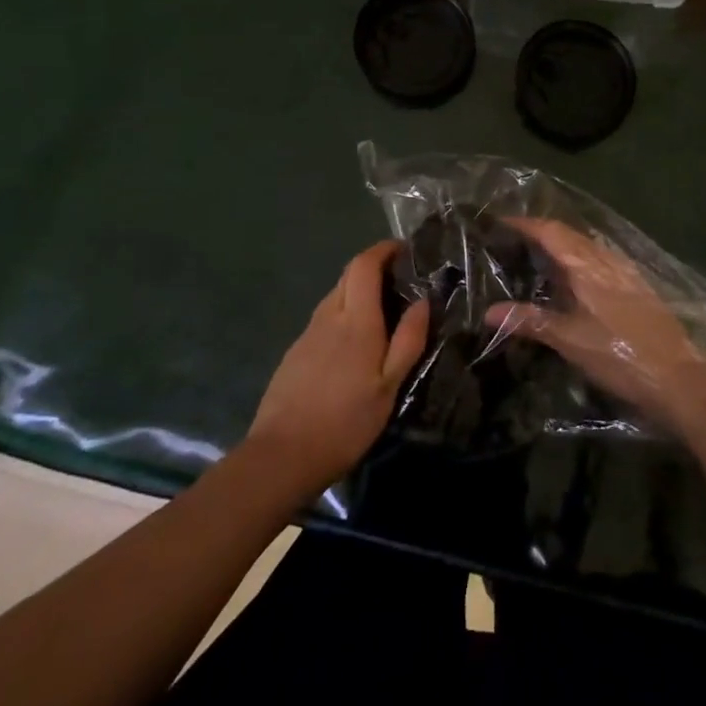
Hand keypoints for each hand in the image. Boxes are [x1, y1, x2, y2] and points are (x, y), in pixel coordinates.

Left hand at [246, 241, 430, 495]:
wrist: (282, 456)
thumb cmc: (345, 422)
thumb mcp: (389, 386)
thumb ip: (408, 340)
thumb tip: (424, 300)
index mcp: (356, 320)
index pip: (364, 265)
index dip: (383, 249)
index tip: (404, 249)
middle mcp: (329, 316)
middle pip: (348, 275)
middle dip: (373, 267)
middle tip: (399, 279)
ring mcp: (307, 334)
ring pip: (335, 296)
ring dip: (358, 291)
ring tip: (382, 312)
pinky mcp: (295, 353)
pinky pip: (325, 319)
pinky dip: (344, 315)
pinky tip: (353, 344)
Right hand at [487, 219, 705, 428]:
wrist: (678, 376)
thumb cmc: (619, 355)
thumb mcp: (569, 340)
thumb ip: (529, 321)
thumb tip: (488, 311)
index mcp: (587, 265)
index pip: (550, 231)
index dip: (524, 224)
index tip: (499, 221)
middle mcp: (606, 260)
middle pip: (568, 234)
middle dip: (540, 232)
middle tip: (512, 240)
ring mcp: (625, 271)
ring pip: (586, 247)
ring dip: (561, 245)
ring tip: (537, 257)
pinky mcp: (637, 286)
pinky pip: (600, 260)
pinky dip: (579, 260)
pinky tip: (574, 280)